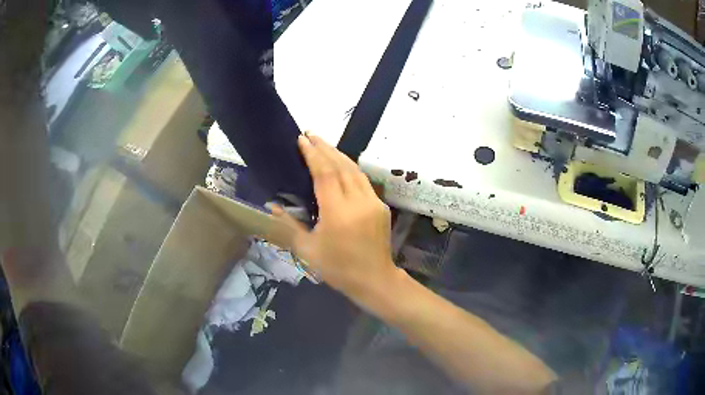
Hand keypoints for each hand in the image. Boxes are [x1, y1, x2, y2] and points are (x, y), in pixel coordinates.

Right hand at [272, 133, 400, 302]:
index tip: (302, 140)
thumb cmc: (338, 269)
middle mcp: (358, 202)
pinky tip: (340, 164)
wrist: (375, 280)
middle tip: (310, 134)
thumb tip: (272, 206)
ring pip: (355, 170)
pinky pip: (363, 180)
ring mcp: (373, 202)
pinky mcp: (381, 206)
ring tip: (322, 143)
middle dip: (325, 147)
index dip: (313, 154)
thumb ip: (289, 225)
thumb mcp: (308, 250)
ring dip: (338, 154)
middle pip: (341, 166)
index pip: (325, 173)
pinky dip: (349, 168)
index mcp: (338, 213)